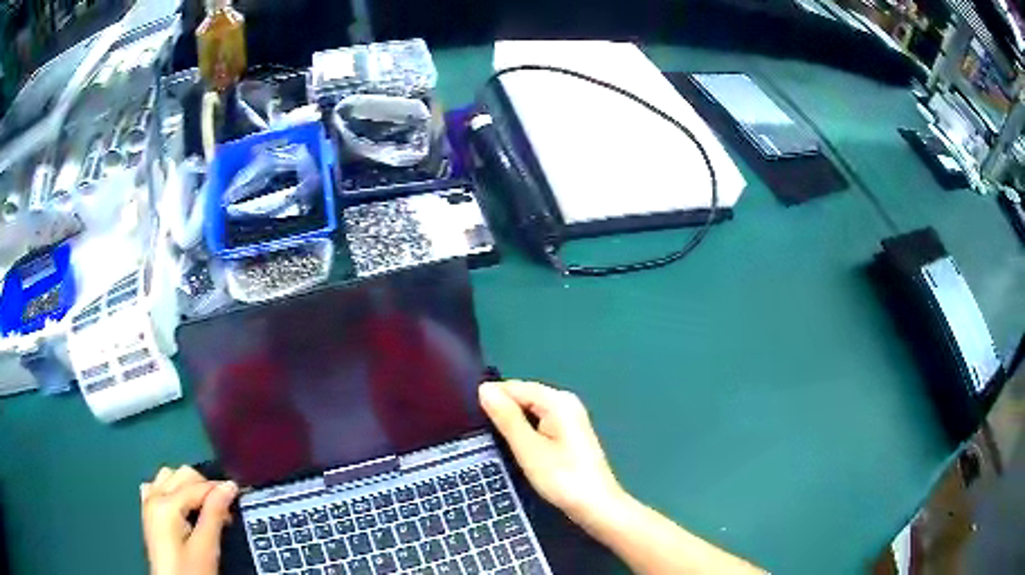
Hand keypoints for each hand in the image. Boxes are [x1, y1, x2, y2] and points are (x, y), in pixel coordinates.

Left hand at [141, 466, 237, 574]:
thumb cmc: (190, 571)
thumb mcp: (206, 548)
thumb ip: (215, 514)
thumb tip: (228, 487)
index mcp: (165, 504)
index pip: (197, 485)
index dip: (219, 490)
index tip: (238, 499)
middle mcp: (153, 497)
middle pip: (182, 474)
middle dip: (205, 487)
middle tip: (224, 513)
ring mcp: (148, 503)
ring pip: (169, 476)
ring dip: (188, 487)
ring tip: (205, 510)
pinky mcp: (148, 513)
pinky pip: (157, 487)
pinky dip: (172, 490)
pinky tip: (182, 507)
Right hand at [478, 380, 626, 527]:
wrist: (596, 505)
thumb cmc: (562, 478)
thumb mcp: (528, 448)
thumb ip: (506, 417)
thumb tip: (485, 389)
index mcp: (557, 400)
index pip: (514, 386)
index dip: (491, 399)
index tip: (469, 418)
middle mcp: (565, 402)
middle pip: (524, 395)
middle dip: (502, 409)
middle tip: (479, 431)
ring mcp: (570, 417)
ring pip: (530, 409)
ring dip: (512, 421)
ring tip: (491, 439)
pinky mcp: (569, 432)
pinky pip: (539, 420)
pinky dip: (525, 429)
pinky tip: (515, 445)